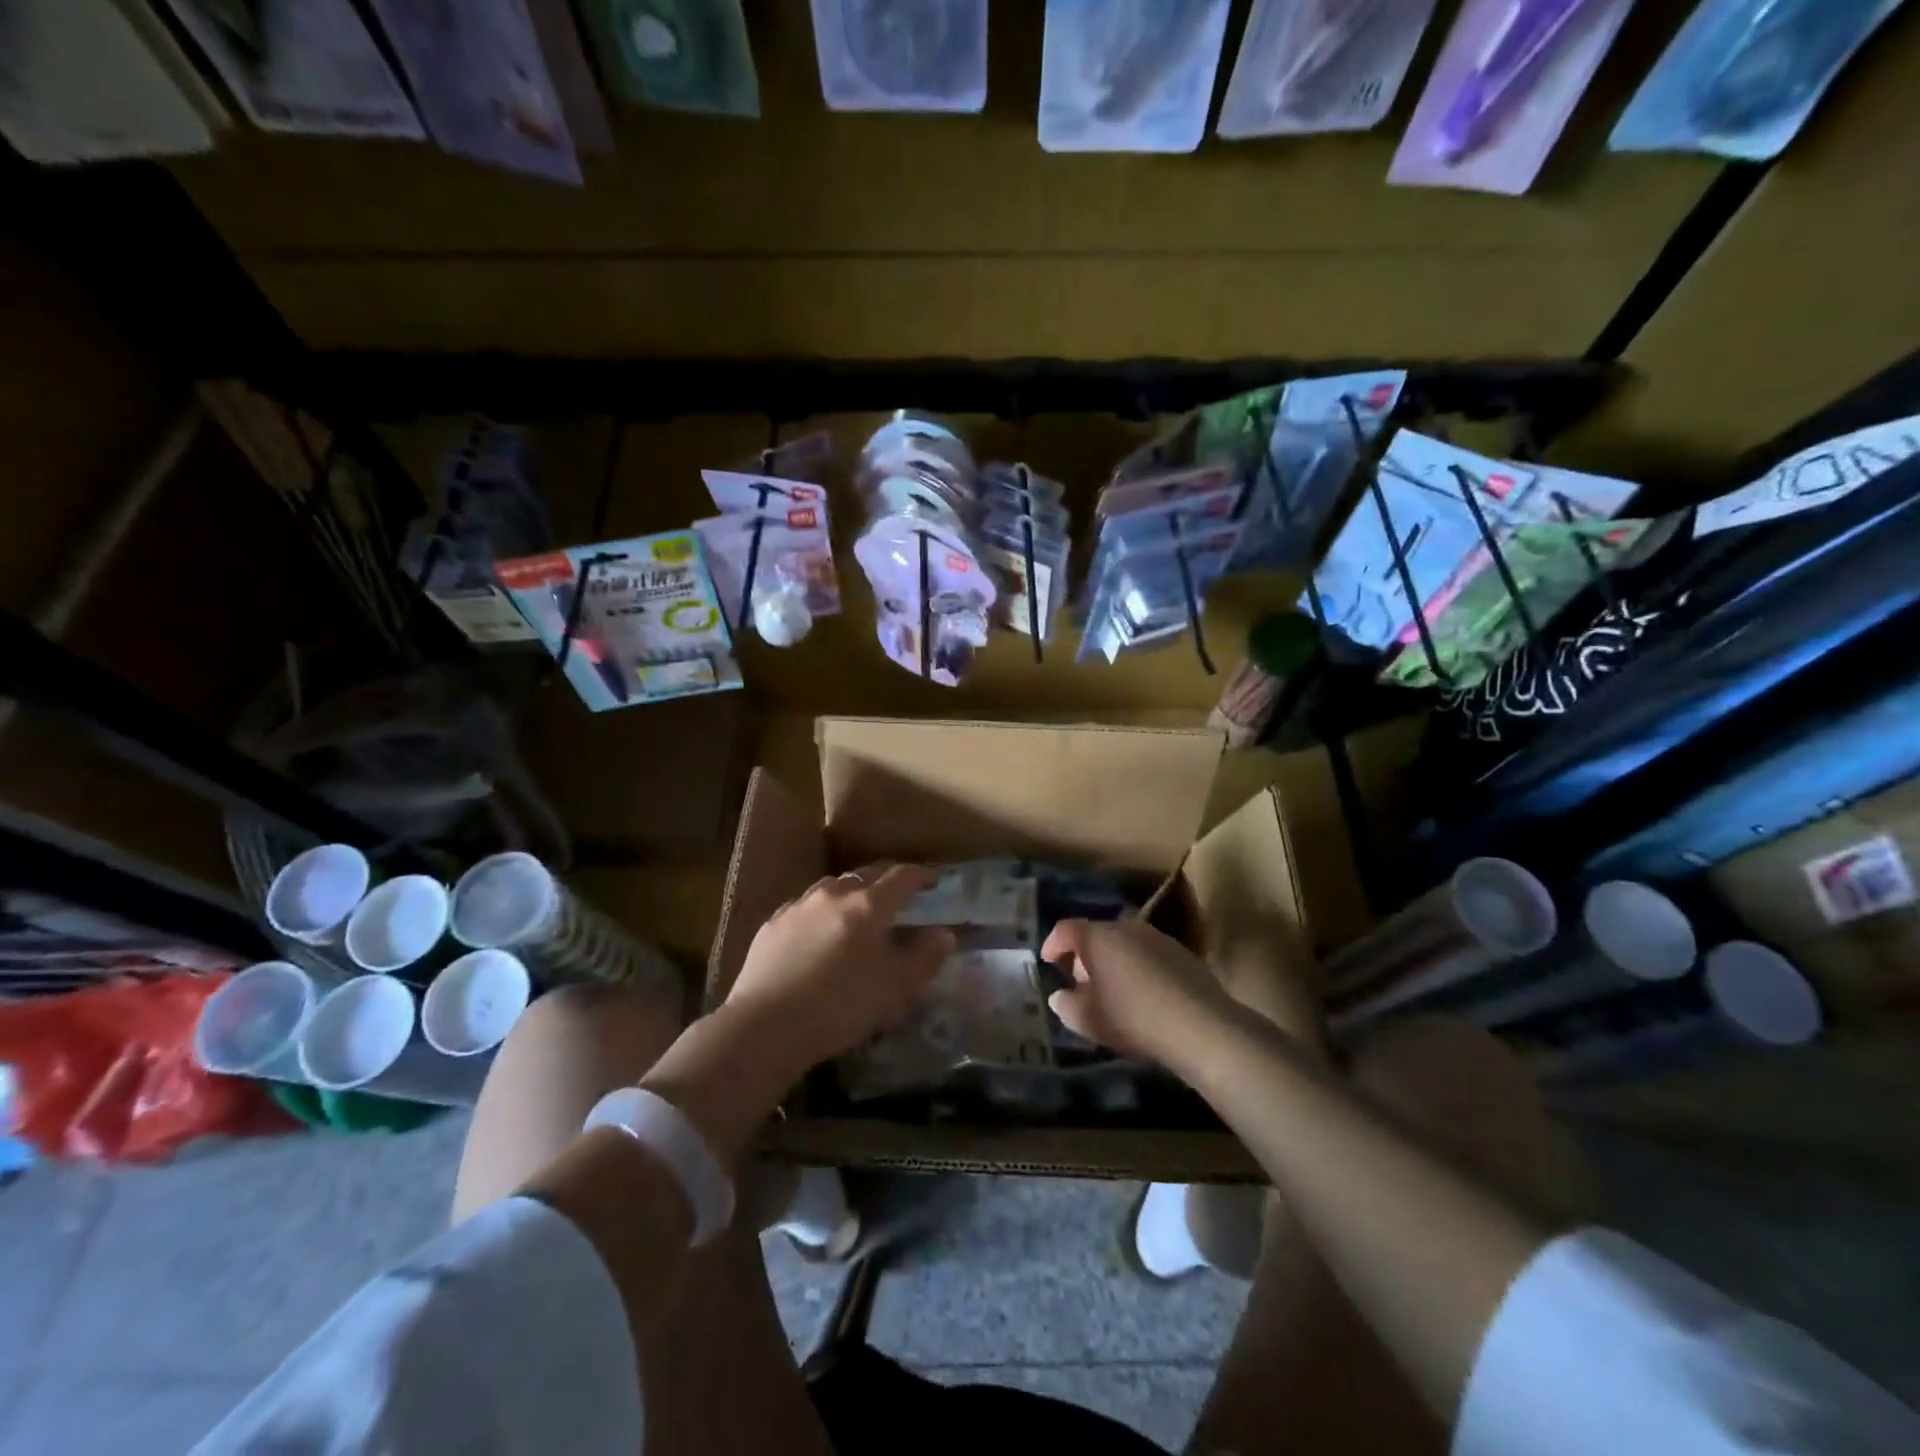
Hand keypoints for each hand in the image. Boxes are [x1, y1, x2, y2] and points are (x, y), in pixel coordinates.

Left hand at [726, 864, 954, 1077]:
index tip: (934, 880)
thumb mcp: (895, 989)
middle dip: (887, 881)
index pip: (902, 876)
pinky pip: (805, 905)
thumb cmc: (840, 1008)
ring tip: (858, 912)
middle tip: (900, 896)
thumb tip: (944, 934)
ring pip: (833, 886)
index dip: (922, 875)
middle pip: (867, 874)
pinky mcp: (773, 923)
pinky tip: (819, 931)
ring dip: (852, 892)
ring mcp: (799, 906)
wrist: (765, 1027)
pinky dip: (821, 910)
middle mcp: (834, 894)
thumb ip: (925, 958)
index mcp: (868, 906)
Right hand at [1043, 916, 1235, 1067]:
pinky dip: (1138, 967)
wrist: (1200, 1026)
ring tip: (1113, 990)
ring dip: (1114, 961)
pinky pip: (1148, 954)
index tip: (1048, 961)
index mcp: (1098, 937)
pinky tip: (1143, 995)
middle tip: (1080, 982)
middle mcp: (1126, 927)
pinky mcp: (1182, 953)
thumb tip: (1060, 996)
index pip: (1066, 929)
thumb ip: (1066, 1005)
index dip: (1053, 943)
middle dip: (1084, 955)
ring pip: (1125, 943)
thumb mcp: (1088, 1020)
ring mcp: (1157, 937)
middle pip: (1097, 934)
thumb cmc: (1132, 1018)